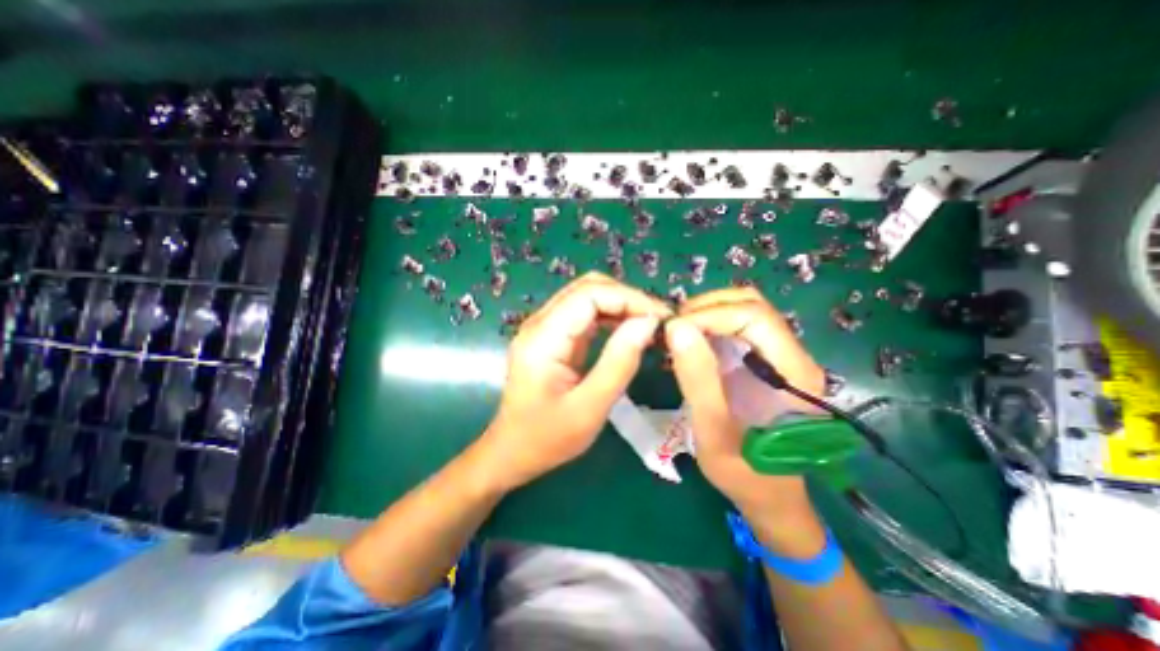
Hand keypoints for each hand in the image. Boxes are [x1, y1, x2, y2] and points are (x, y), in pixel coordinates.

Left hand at [475, 275, 672, 492]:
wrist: (513, 450)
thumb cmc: (548, 438)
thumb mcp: (589, 408)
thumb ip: (619, 363)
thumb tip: (648, 323)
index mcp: (543, 338)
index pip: (589, 294)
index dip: (629, 298)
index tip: (660, 317)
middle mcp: (540, 323)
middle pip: (587, 287)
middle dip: (626, 297)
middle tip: (657, 321)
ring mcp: (544, 327)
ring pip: (587, 296)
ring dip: (620, 304)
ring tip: (648, 325)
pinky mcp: (552, 336)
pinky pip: (584, 313)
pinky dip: (610, 316)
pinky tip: (628, 331)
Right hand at [660, 288, 833, 553]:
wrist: (769, 494)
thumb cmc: (744, 472)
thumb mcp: (713, 431)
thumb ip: (698, 380)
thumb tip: (676, 328)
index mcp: (793, 373)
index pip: (754, 316)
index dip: (710, 315)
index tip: (673, 330)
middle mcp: (792, 355)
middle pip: (751, 305)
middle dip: (706, 308)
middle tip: (672, 329)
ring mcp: (778, 355)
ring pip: (744, 310)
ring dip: (706, 313)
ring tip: (677, 334)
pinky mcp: (763, 360)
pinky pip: (737, 326)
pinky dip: (708, 324)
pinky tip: (688, 343)